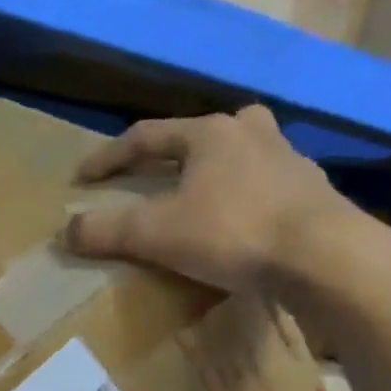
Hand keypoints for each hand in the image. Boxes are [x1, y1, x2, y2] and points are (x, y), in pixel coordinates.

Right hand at [64, 106, 355, 294]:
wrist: (326, 257)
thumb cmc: (234, 232)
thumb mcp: (157, 233)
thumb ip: (107, 230)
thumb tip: (65, 231)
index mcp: (209, 133)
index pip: (145, 136)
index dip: (108, 157)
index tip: (82, 179)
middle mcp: (250, 134)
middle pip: (201, 133)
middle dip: (173, 150)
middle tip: (155, 172)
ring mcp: (288, 160)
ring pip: (240, 153)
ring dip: (214, 169)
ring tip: (200, 194)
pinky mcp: (312, 192)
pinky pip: (265, 184)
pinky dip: (243, 196)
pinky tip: (241, 222)